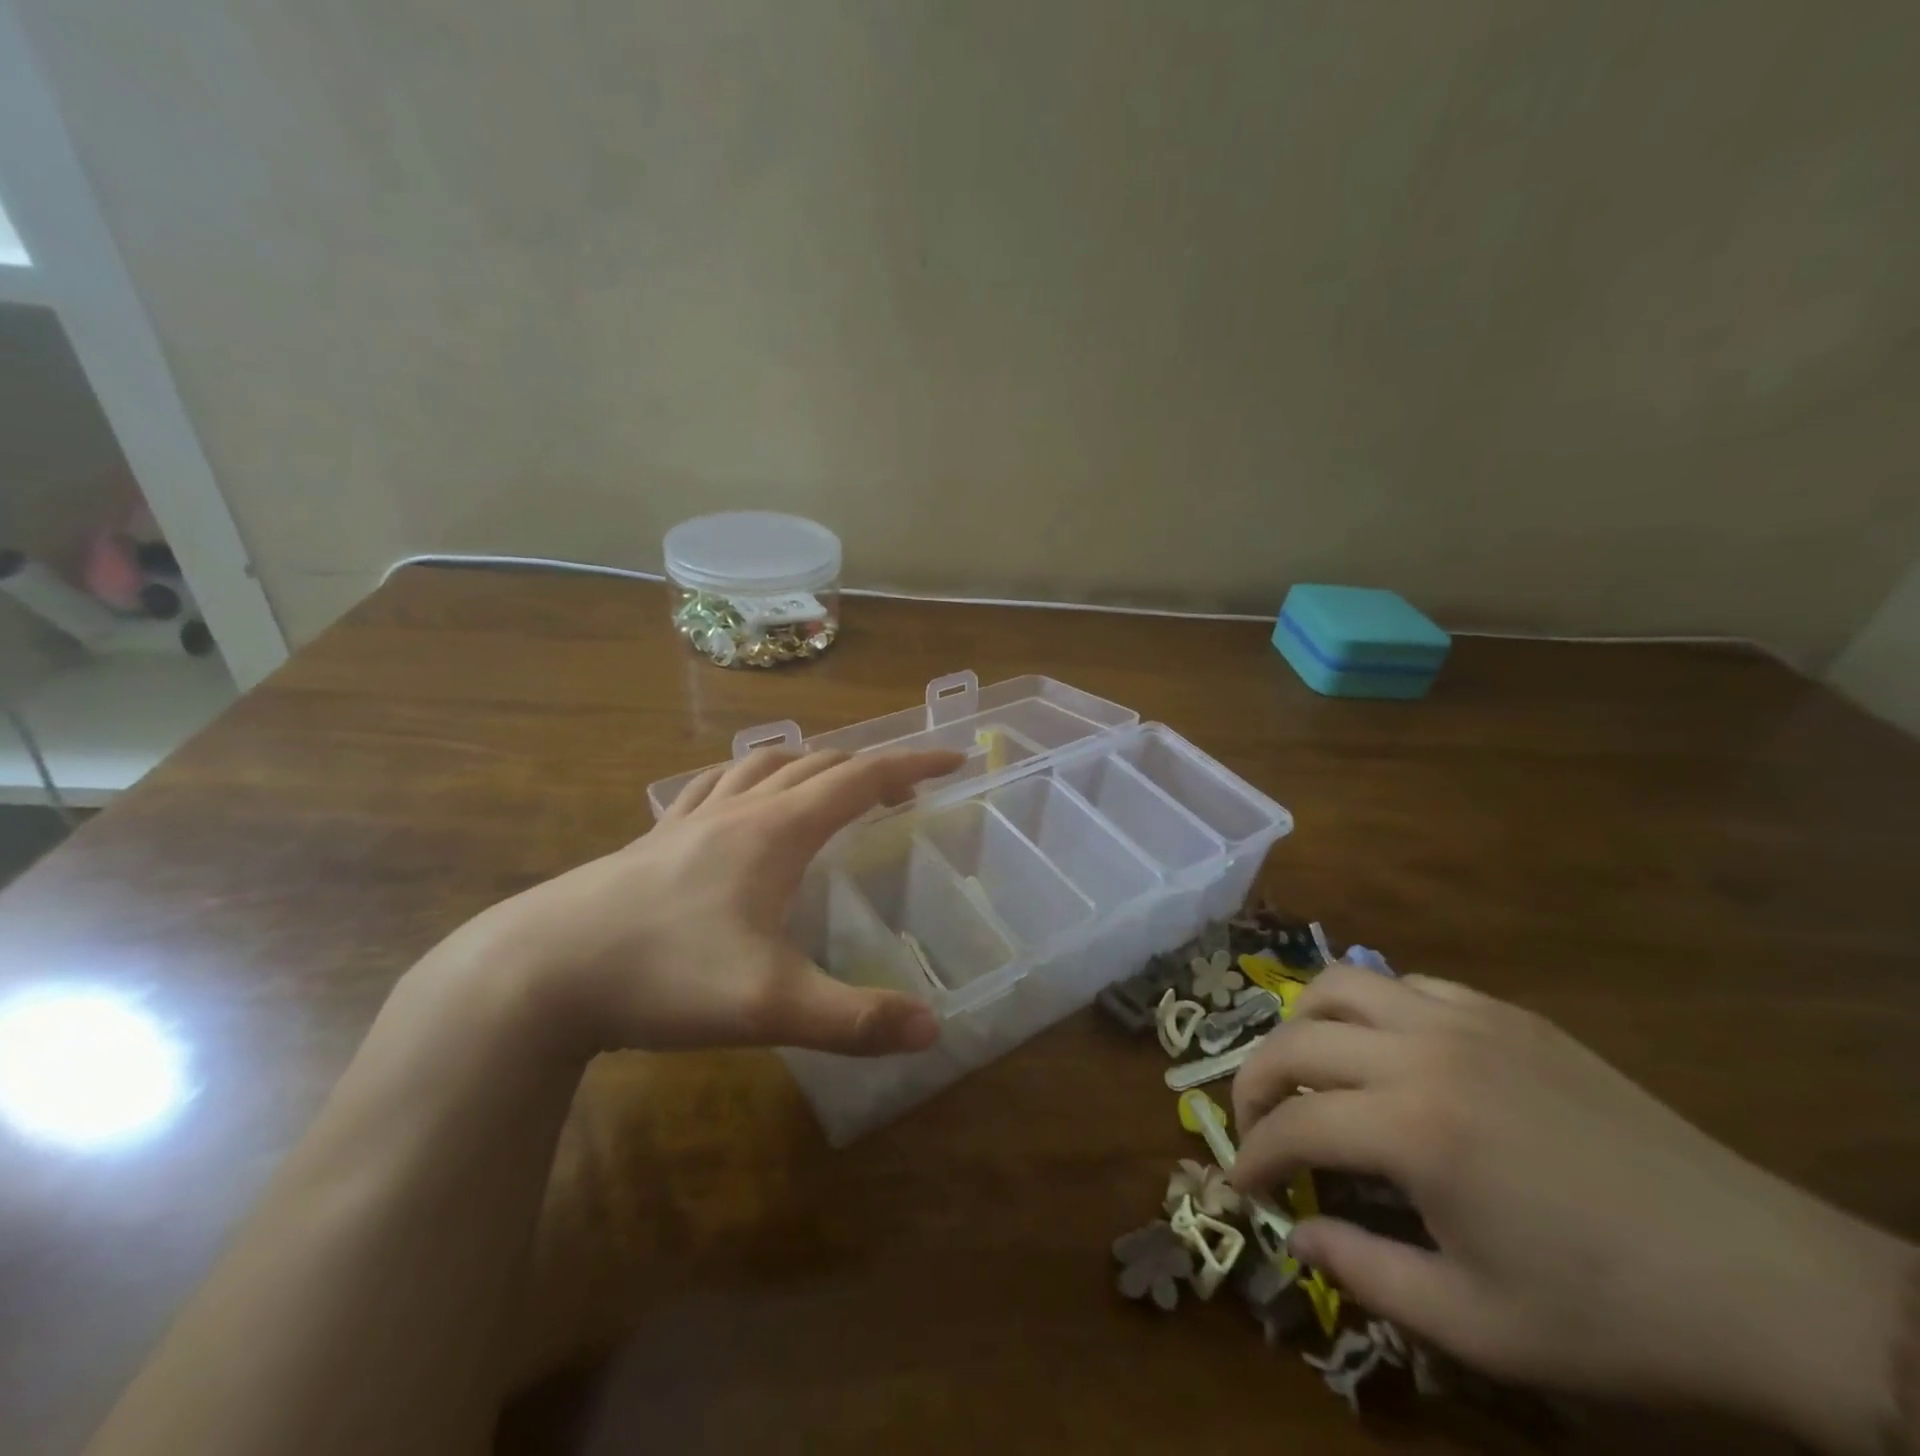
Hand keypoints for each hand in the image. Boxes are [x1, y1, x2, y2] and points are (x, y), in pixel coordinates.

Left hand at [443, 746, 962, 1062]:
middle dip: (870, 767)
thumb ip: (855, 1018)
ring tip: (830, 783)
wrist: (540, 971)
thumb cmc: (663, 974)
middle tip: (903, 789)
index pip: (862, 778)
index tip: (954, 758)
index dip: (913, 763)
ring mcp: (691, 819)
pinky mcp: (654, 838)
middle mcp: (740, 809)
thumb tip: (931, 1028)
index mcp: (777, 831)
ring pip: (763, 765)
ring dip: (810, 764)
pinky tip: (738, 799)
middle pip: (819, 765)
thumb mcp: (770, 1006)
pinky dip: (747, 777)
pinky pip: (713, 786)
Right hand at [1227, 968, 1911, 1451]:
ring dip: (1303, 1026)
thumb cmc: (1614, 1315)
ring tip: (1307, 1071)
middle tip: (1254, 1125)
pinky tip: (1389, 1055)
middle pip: (1295, 1039)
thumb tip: (1294, 1236)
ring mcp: (1466, 1020)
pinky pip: (1408, 987)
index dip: (1252, 1155)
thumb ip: (1364, 1273)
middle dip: (1253, 1083)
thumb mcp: (1479, 1326)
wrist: (1765, 1281)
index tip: (1239, 1185)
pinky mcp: (1506, 1013)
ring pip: (1339, 985)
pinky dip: (1372, 1011)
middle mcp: (1423, 1053)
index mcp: (1414, 1130)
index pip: (1293, 1125)